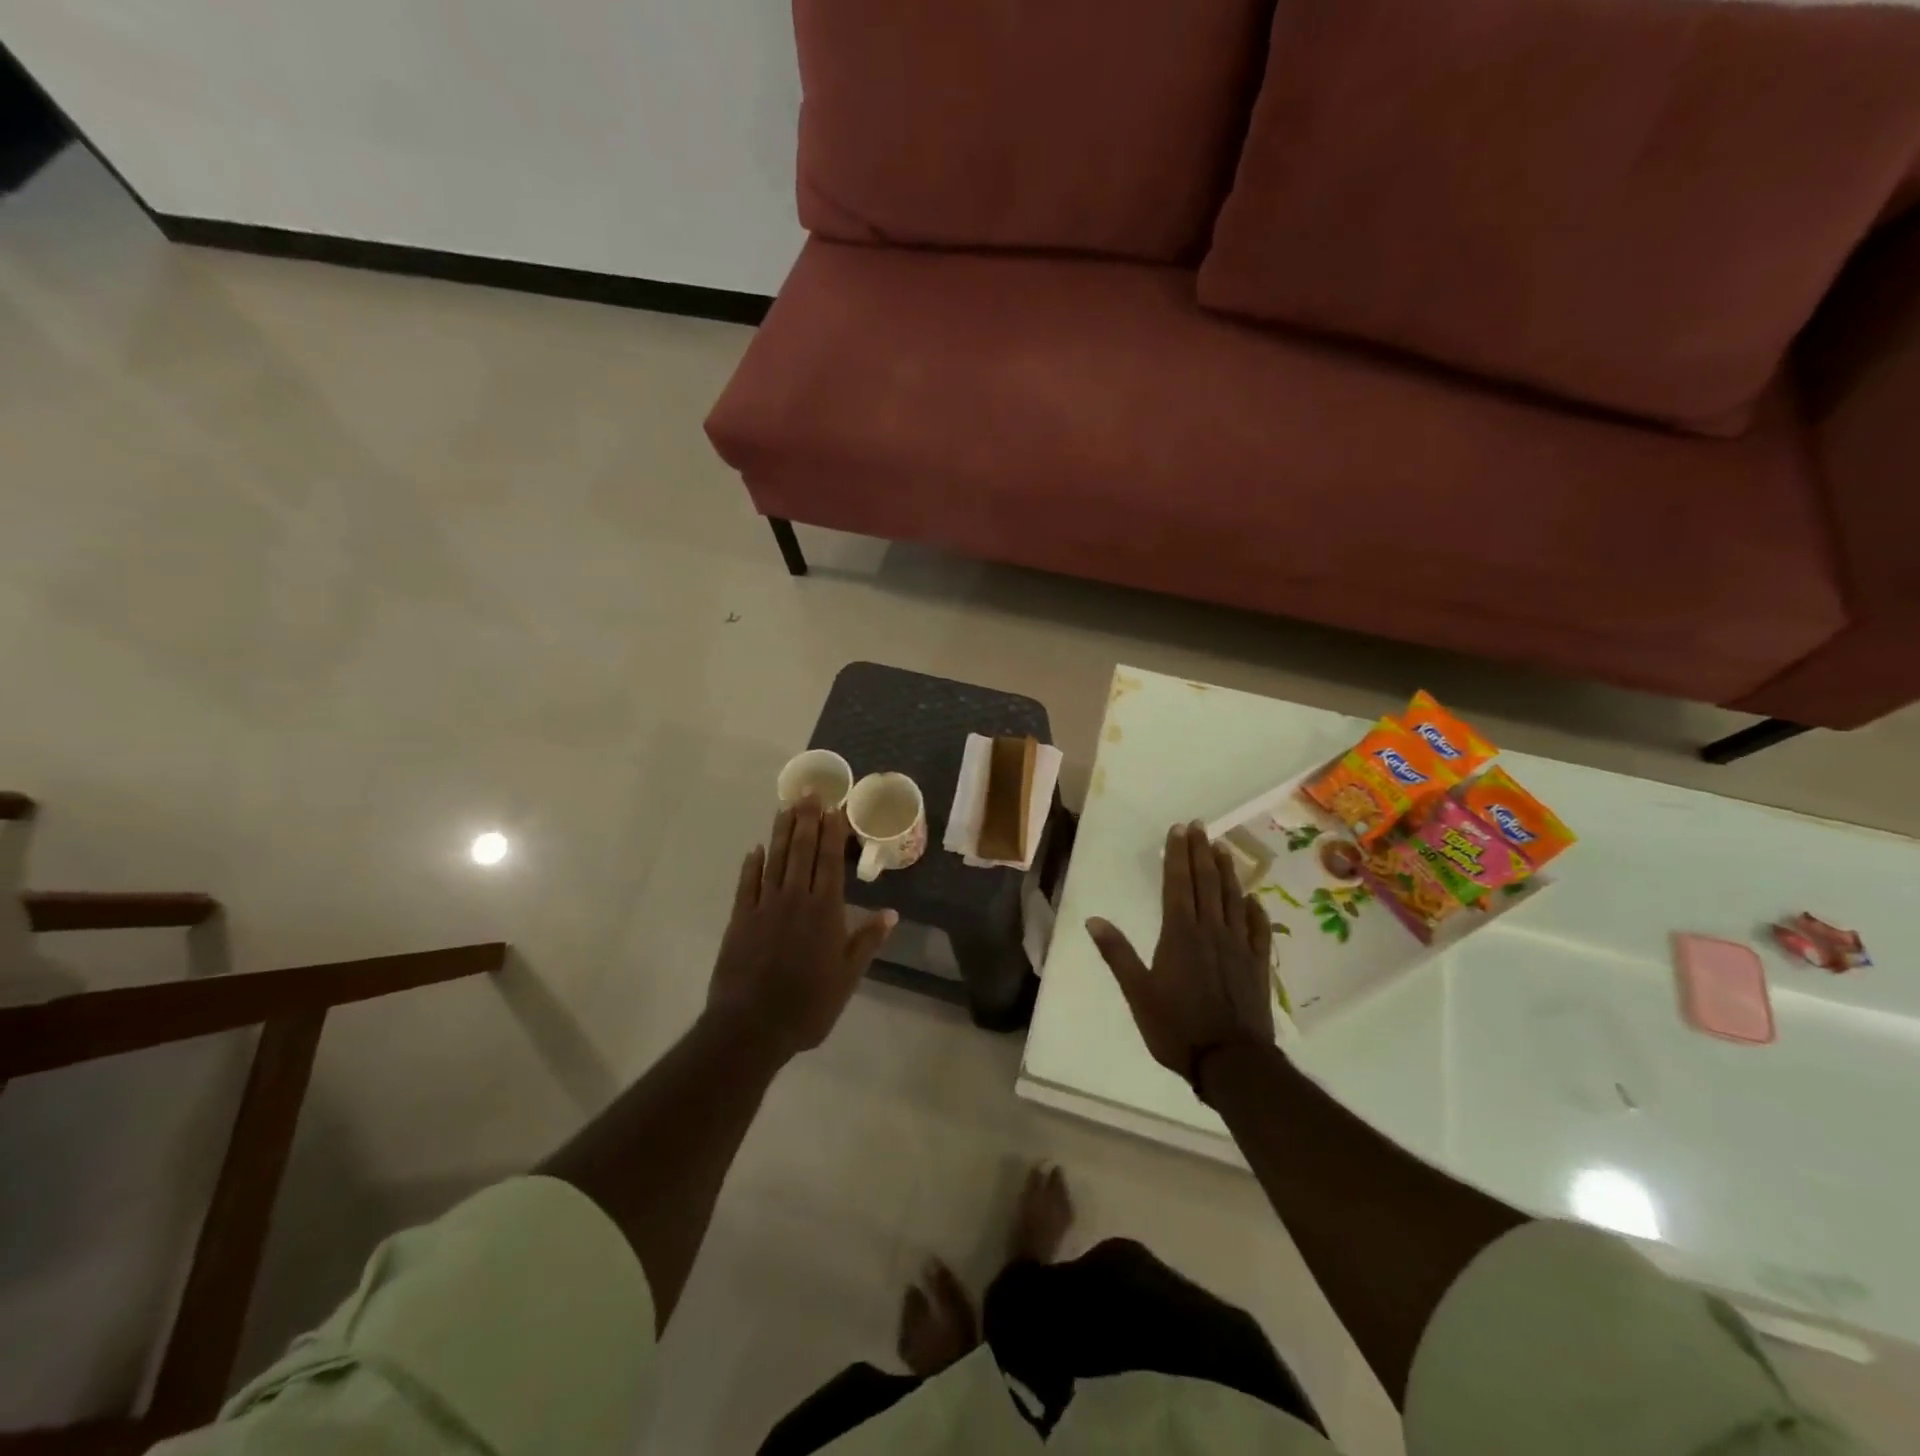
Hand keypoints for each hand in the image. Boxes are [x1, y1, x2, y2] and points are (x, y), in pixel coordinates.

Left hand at [707, 797, 895, 1059]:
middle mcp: (795, 899)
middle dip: (807, 819)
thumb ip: (867, 941)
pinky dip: (752, 864)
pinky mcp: (740, 919)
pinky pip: (747, 883)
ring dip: (782, 832)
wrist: (751, 1026)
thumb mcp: (847, 977)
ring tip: (787, 807)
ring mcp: (764, 906)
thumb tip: (891, 913)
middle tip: (810, 793)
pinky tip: (756, 849)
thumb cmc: (808, 1005)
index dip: (832, 832)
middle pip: (801, 851)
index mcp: (824, 911)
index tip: (835, 808)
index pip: (829, 861)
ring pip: (775, 859)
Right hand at [1087, 822, 1273, 1085]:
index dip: (1177, 855)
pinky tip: (1253, 898)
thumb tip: (1093, 920)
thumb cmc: (1176, 1027)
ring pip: (1233, 899)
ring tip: (1223, 848)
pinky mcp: (1257, 965)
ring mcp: (1238, 946)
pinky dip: (1255, 909)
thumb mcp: (1137, 993)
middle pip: (1206, 883)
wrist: (1230, 1062)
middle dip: (1201, 852)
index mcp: (1179, 934)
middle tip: (1200, 826)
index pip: (1177, 884)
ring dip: (1227, 871)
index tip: (1178, 830)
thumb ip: (1117, 954)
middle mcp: (1210, 931)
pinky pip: (1258, 929)